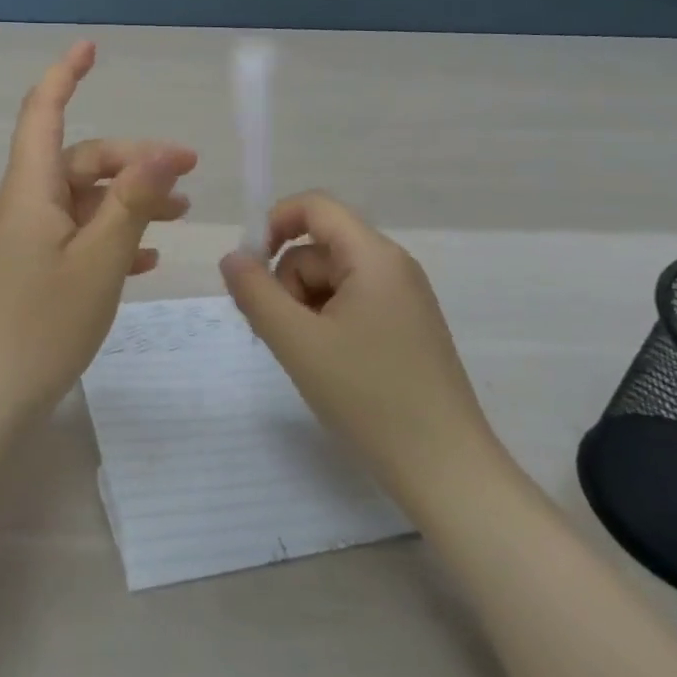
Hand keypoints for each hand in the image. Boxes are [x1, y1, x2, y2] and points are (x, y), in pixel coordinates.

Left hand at [0, 41, 197, 426]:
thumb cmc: (40, 326)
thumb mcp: (98, 261)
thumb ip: (133, 202)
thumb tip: (168, 148)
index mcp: (30, 190)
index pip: (43, 112)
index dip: (65, 75)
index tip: (91, 47)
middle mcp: (24, 206)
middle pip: (79, 161)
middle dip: (133, 161)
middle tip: (189, 179)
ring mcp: (25, 241)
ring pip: (82, 202)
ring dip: (128, 202)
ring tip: (179, 216)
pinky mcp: (30, 273)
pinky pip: (75, 239)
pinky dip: (110, 238)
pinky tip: (145, 261)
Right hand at [219, 191, 497, 506]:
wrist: (445, 470)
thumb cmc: (368, 397)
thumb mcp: (297, 342)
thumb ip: (255, 293)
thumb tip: (232, 257)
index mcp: (374, 257)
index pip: (315, 207)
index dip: (274, 224)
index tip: (248, 269)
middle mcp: (393, 267)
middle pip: (319, 248)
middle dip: (287, 282)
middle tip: (276, 333)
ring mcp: (403, 299)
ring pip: (331, 280)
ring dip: (303, 307)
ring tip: (302, 356)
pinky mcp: (405, 328)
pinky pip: (351, 304)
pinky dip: (325, 323)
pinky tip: (325, 364)